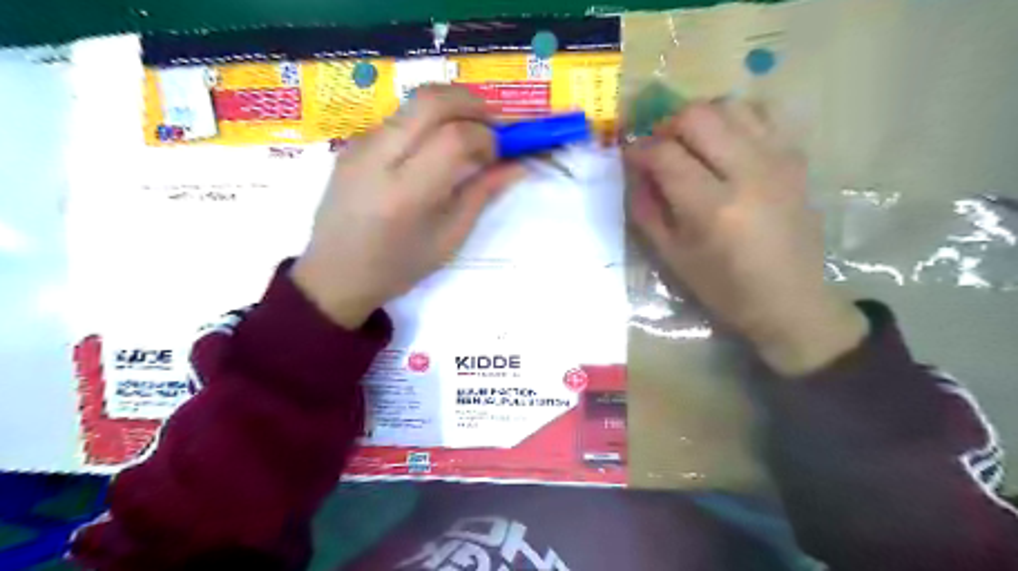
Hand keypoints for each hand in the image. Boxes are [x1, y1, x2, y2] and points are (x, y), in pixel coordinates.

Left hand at [293, 88, 516, 331]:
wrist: (334, 274)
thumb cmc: (398, 267)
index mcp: (406, 193)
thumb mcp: (449, 238)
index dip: (487, 136)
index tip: (500, 152)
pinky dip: (426, 121)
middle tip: (492, 124)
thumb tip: (517, 165)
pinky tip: (433, 150)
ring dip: (449, 108)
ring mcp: (359, 145)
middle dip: (471, 102)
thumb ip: (482, 195)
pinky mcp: (351, 143)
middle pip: (431, 100)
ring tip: (467, 135)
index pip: (455, 137)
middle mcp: (378, 157)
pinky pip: (398, 118)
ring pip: (413, 102)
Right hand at [620, 100, 864, 375]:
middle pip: (698, 116)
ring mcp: (778, 160)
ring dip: (701, 118)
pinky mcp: (796, 158)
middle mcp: (748, 173)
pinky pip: (764, 112)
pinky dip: (736, 118)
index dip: (638, 150)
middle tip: (659, 148)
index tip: (629, 157)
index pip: (665, 154)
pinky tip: (726, 141)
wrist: (789, 299)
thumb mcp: (672, 256)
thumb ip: (646, 209)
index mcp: (712, 208)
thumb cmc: (723, 288)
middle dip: (666, 125)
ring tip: (691, 143)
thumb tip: (635, 170)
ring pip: (731, 104)